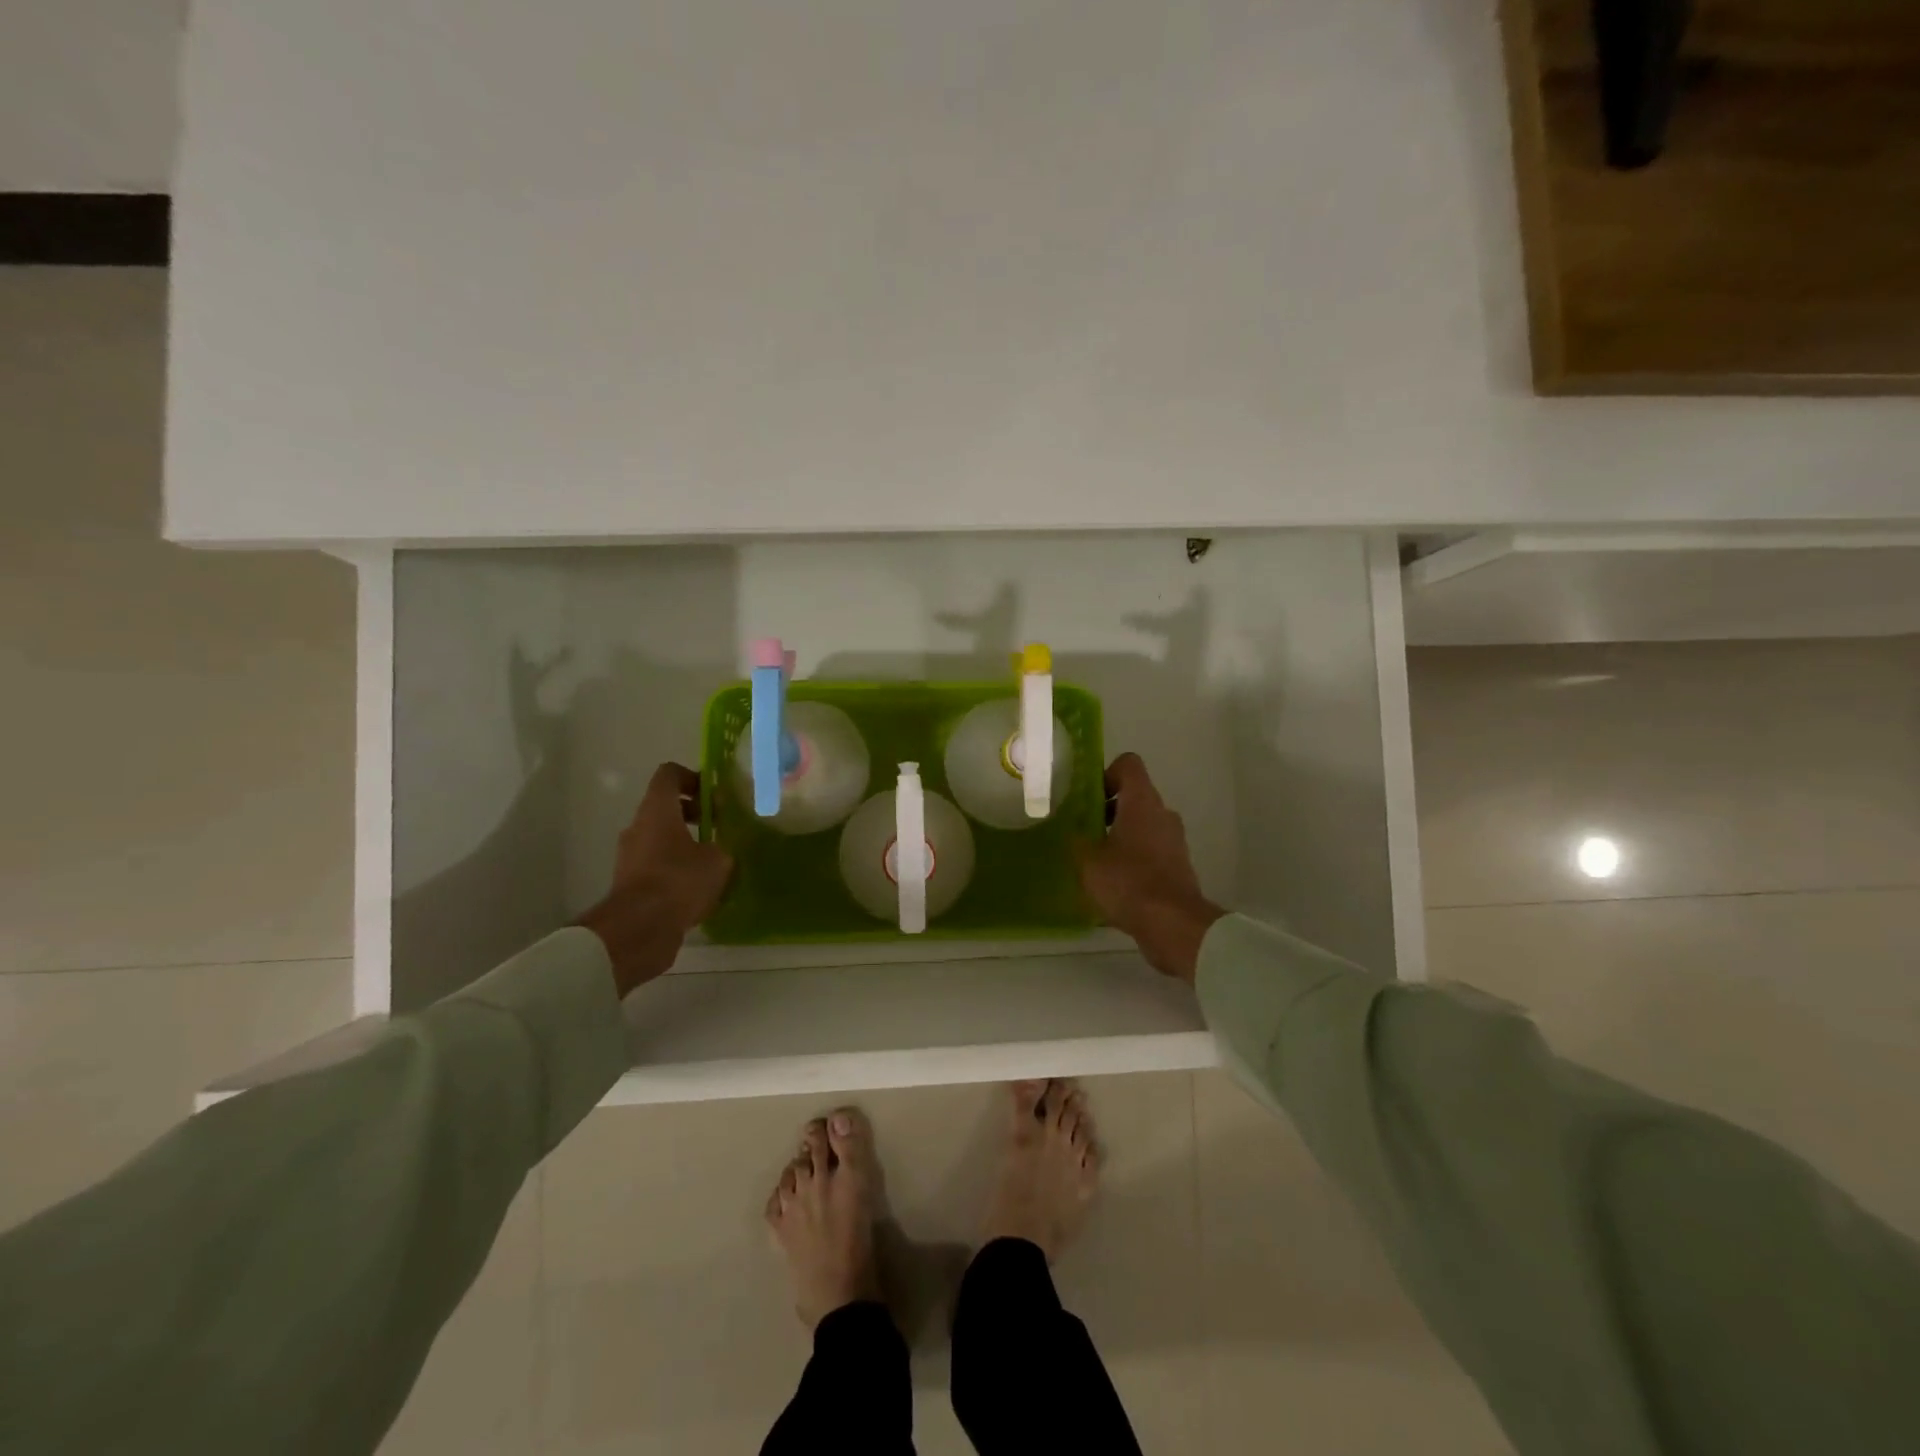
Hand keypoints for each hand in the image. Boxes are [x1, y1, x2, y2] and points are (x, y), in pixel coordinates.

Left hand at [576, 763, 733, 996]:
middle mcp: (638, 826)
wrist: (639, 929)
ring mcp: (630, 856)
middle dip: (694, 814)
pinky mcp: (629, 883)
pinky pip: (656, 865)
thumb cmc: (680, 881)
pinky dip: (675, 868)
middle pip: (664, 807)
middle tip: (719, 829)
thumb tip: (719, 848)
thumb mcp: (718, 860)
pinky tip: (698, 887)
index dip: (693, 777)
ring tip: (713, 862)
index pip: (669, 774)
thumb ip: (721, 845)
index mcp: (657, 810)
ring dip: (685, 843)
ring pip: (660, 838)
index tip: (714, 797)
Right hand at [1076, 754, 1224, 982]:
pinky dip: (1134, 859)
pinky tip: (1115, 884)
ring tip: (1097, 861)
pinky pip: (1152, 851)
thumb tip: (1074, 833)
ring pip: (1144, 825)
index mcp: (1142, 802)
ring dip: (1121, 836)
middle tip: (1085, 831)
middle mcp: (1163, 814)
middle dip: (1109, 810)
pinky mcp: (1179, 866)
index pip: (1129, 764)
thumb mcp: (1088, 861)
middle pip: (1135, 797)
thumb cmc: (1128, 882)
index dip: (1106, 773)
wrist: (1173, 924)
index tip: (1089, 798)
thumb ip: (1078, 840)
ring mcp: (1175, 841)